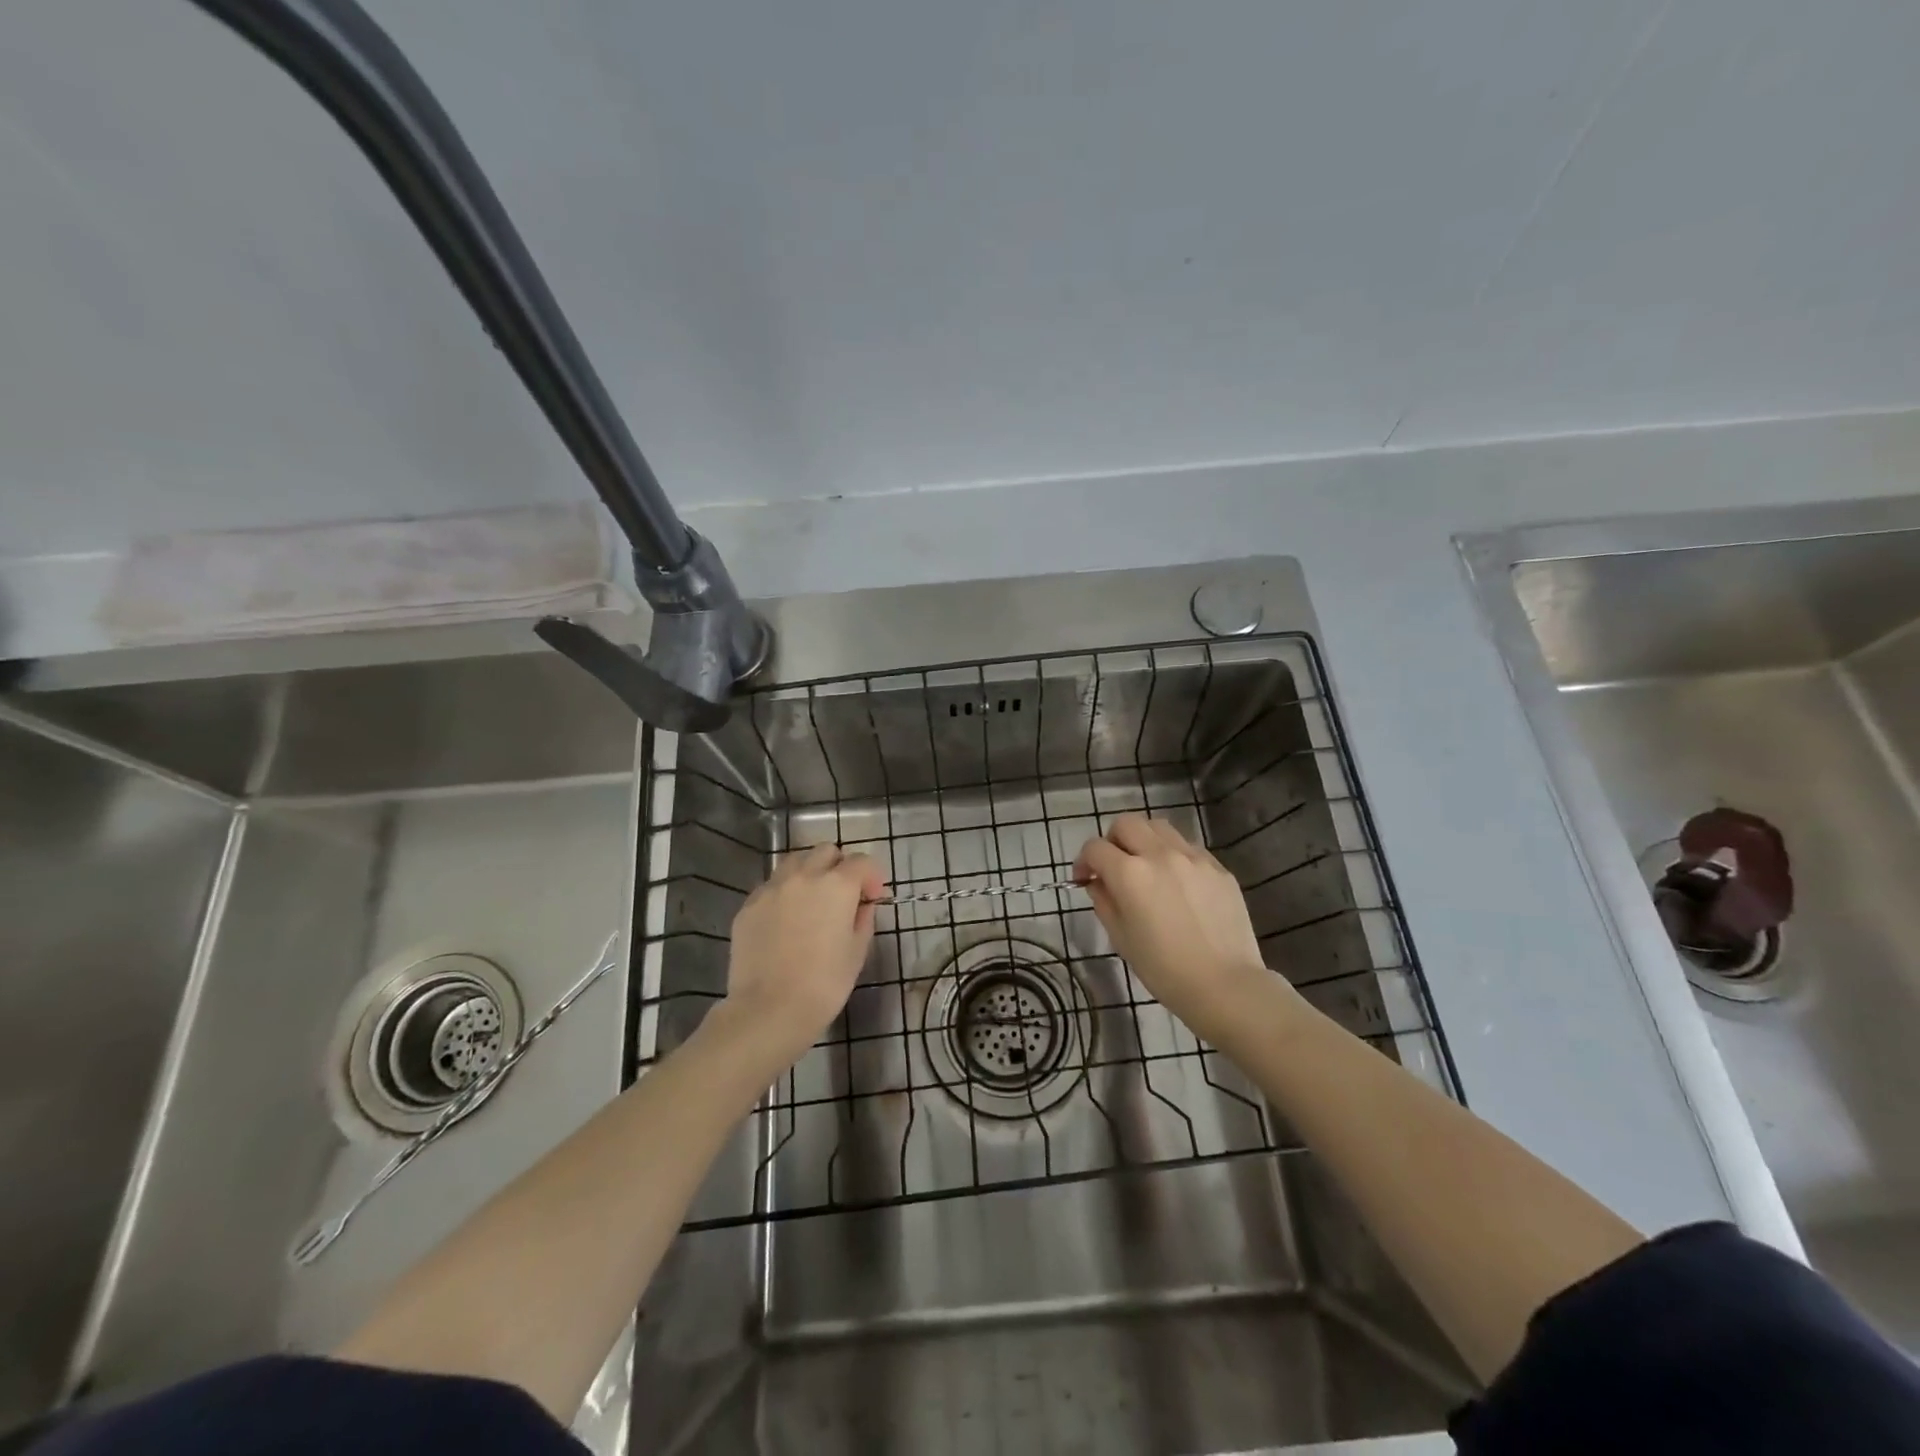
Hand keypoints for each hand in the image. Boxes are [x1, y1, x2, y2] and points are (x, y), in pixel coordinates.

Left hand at [723, 844, 884, 1062]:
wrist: (769, 1010)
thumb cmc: (824, 984)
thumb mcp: (857, 952)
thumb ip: (862, 919)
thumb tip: (861, 906)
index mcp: (837, 885)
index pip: (862, 862)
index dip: (873, 878)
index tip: (873, 900)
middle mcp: (803, 876)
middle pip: (826, 852)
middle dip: (839, 867)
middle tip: (842, 896)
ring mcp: (771, 888)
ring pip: (795, 862)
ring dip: (809, 873)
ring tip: (811, 902)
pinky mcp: (748, 906)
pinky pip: (771, 887)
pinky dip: (784, 894)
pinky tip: (785, 921)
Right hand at [1073, 814, 1284, 1041]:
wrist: (1225, 985)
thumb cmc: (1164, 969)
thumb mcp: (1121, 938)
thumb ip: (1104, 901)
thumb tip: (1099, 882)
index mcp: (1130, 873)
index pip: (1095, 848)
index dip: (1084, 861)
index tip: (1085, 879)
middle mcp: (1160, 854)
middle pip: (1126, 824)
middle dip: (1112, 841)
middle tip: (1114, 867)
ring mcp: (1193, 857)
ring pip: (1159, 827)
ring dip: (1144, 840)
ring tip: (1147, 867)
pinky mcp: (1218, 868)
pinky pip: (1188, 847)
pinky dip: (1173, 855)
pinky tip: (1178, 883)